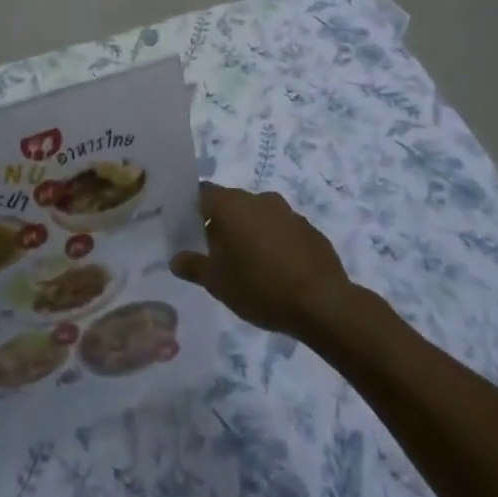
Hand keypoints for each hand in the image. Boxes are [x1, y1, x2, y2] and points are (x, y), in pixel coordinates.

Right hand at [171, 182, 351, 341]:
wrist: (322, 303)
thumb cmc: (260, 287)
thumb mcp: (217, 283)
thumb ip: (193, 266)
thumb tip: (175, 259)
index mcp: (231, 205)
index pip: (203, 193)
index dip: (194, 208)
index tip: (189, 228)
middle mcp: (258, 199)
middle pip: (231, 203)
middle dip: (222, 223)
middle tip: (216, 252)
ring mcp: (288, 212)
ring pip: (259, 215)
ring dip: (250, 232)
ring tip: (248, 264)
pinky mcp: (310, 229)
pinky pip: (283, 230)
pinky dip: (275, 242)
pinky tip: (277, 270)